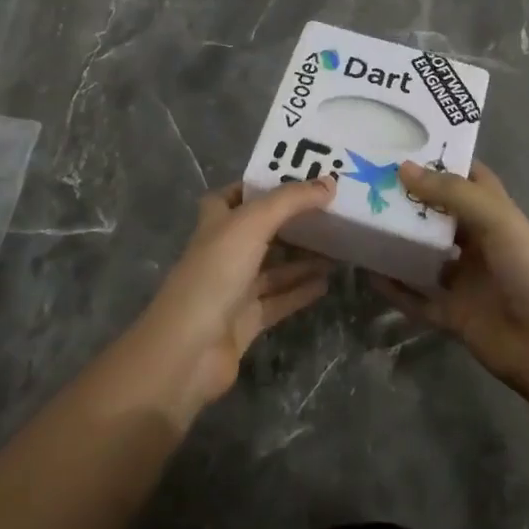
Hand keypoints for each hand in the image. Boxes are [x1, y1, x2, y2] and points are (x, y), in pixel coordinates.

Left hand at [124, 179, 334, 425]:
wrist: (189, 349)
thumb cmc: (216, 273)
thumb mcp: (252, 224)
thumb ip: (291, 201)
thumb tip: (329, 182)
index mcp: (216, 222)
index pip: (235, 195)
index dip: (261, 186)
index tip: (297, 179)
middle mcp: (224, 251)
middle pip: (261, 231)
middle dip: (291, 222)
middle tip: (329, 211)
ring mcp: (234, 288)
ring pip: (274, 267)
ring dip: (302, 258)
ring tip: (339, 247)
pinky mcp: (247, 320)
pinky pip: (279, 299)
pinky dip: (301, 291)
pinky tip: (327, 282)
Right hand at [378, 160, 528, 393]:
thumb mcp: (496, 220)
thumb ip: (451, 193)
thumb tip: (402, 168)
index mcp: (494, 214)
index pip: (467, 177)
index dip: (440, 160)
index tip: (402, 144)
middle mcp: (477, 241)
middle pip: (438, 214)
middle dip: (408, 199)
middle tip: (366, 181)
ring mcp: (463, 279)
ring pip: (423, 254)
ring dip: (398, 241)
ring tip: (360, 222)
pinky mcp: (452, 313)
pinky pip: (416, 297)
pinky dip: (394, 288)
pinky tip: (368, 274)